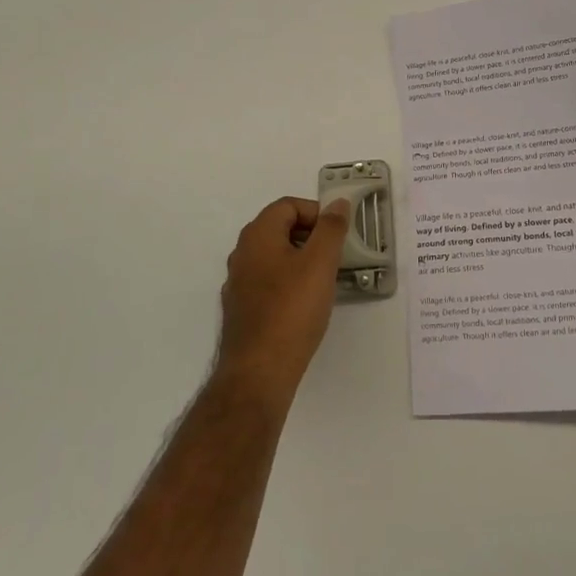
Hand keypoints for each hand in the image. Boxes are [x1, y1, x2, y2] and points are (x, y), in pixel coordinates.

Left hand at [216, 196, 350, 399]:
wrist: (258, 371)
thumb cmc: (292, 310)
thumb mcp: (320, 263)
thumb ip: (331, 229)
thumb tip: (337, 203)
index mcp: (257, 235)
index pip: (288, 206)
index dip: (316, 213)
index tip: (338, 234)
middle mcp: (242, 253)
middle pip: (279, 229)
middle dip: (310, 236)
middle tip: (335, 256)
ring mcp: (238, 283)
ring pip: (274, 257)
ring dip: (300, 260)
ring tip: (324, 280)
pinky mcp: (241, 309)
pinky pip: (268, 282)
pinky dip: (288, 283)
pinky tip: (305, 305)